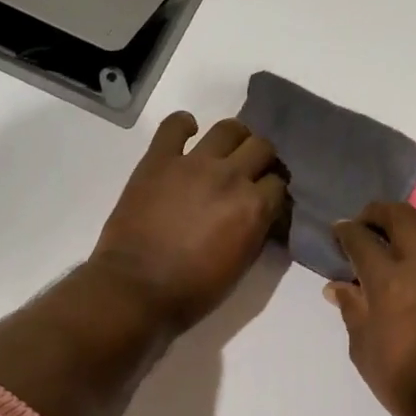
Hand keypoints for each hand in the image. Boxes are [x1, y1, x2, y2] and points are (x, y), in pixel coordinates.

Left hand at [90, 112, 287, 335]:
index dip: (274, 192)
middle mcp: (230, 176)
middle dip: (261, 160)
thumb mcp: (240, 267)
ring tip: (225, 151)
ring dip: (234, 138)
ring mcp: (193, 163)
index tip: (267, 199)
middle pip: (261, 147)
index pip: (278, 183)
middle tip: (249, 173)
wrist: (137, 288)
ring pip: (228, 129)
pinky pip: (174, 125)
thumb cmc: (192, 290)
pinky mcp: (159, 159)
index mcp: (254, 207)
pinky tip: (186, 133)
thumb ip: (256, 232)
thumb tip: (261, 216)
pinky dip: (183, 125)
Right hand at [326, 202, 415, 415]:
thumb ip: (352, 312)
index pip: (361, 241)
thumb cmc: (407, 386)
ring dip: (414, 220)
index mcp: (387, 284)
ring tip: (402, 226)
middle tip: (367, 221)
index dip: (347, 231)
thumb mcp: (365, 352)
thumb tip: (338, 285)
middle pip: (400, 219)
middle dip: (378, 213)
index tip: (340, 231)